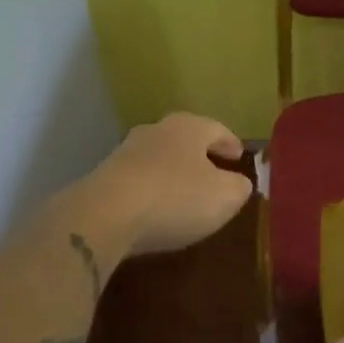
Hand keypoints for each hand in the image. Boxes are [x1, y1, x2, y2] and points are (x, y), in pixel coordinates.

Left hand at [87, 112, 251, 256]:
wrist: (104, 216)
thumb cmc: (176, 198)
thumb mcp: (225, 197)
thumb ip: (239, 187)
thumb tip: (240, 183)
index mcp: (188, 127)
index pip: (217, 129)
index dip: (230, 143)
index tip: (239, 156)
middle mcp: (156, 131)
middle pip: (184, 138)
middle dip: (200, 154)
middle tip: (214, 170)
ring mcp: (125, 152)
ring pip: (158, 157)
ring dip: (173, 171)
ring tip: (185, 192)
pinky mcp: (103, 178)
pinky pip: (138, 180)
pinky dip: (151, 189)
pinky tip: (155, 209)